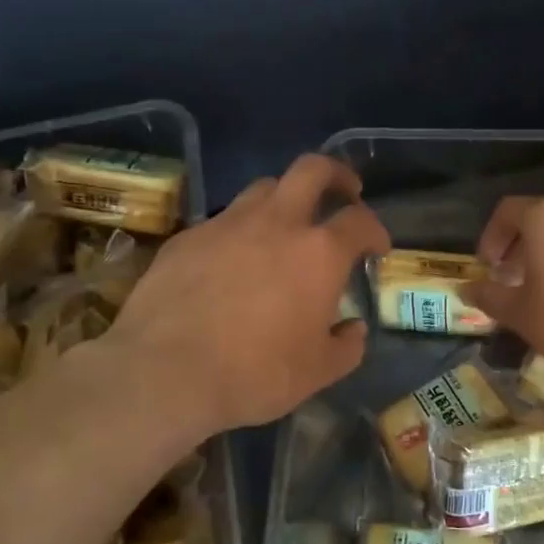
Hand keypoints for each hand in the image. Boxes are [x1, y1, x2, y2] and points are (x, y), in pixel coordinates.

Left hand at [106, 154, 390, 433]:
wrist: (166, 371)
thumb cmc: (255, 373)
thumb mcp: (317, 373)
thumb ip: (346, 347)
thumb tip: (353, 329)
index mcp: (318, 253)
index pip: (359, 221)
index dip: (375, 230)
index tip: (376, 247)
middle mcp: (276, 223)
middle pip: (312, 169)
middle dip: (336, 174)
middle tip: (345, 191)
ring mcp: (227, 224)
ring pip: (263, 188)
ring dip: (284, 200)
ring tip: (285, 227)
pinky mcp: (187, 237)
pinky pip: (222, 221)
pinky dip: (239, 232)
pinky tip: (231, 263)